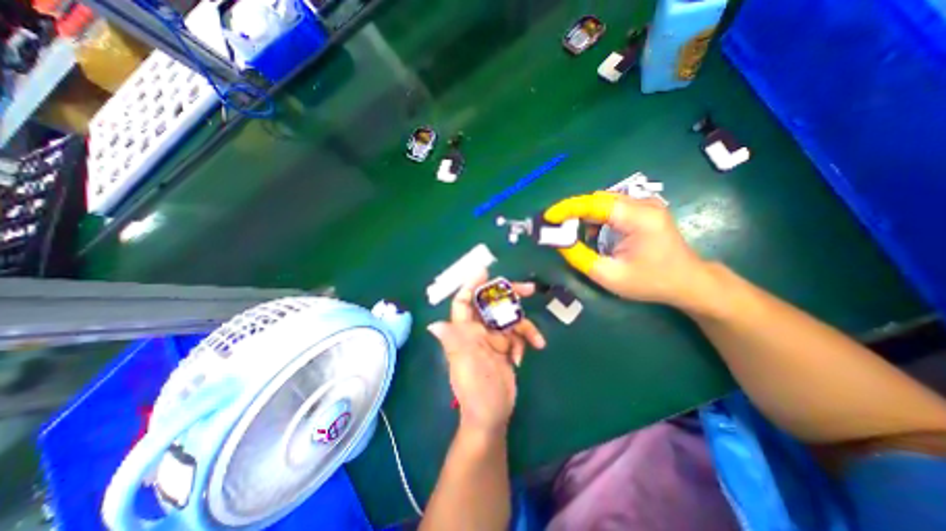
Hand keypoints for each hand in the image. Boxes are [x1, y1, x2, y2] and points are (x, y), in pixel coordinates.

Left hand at [429, 271, 547, 436]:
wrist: (493, 414)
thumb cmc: (476, 389)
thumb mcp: (466, 364)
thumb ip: (455, 342)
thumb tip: (433, 326)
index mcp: (465, 332)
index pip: (464, 303)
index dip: (470, 286)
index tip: (484, 271)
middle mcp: (478, 331)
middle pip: (492, 305)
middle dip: (509, 297)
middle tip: (528, 289)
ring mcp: (493, 339)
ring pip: (510, 320)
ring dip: (525, 328)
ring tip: (536, 340)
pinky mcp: (506, 347)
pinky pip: (518, 335)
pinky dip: (525, 341)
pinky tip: (525, 356)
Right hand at [543, 190, 713, 309]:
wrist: (688, 282)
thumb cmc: (650, 282)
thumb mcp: (610, 276)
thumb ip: (580, 257)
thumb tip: (557, 241)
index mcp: (639, 218)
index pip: (595, 204)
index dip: (568, 208)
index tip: (547, 217)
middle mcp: (643, 204)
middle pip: (598, 199)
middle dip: (572, 211)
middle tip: (554, 226)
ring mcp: (645, 205)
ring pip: (603, 202)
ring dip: (582, 214)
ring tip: (567, 230)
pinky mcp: (643, 210)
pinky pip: (611, 207)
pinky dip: (595, 217)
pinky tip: (589, 232)